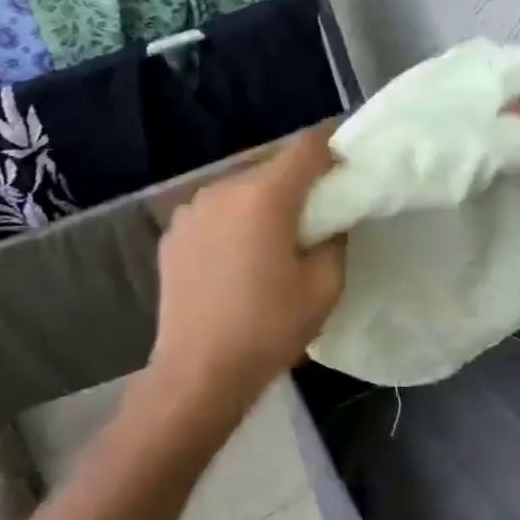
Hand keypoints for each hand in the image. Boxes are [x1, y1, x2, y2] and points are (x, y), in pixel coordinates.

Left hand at [152, 129, 346, 402]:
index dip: (332, 148)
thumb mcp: (324, 286)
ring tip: (274, 240)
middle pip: (271, 166)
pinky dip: (233, 222)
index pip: (306, 147)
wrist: (198, 373)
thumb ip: (336, 239)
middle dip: (298, 182)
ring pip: (240, 190)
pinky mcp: (172, 235)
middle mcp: (222, 190)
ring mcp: (190, 211)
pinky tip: (238, 258)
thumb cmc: (268, 328)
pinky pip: (214, 213)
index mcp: (264, 196)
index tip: (347, 168)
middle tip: (317, 213)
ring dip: (263, 203)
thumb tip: (331, 221)